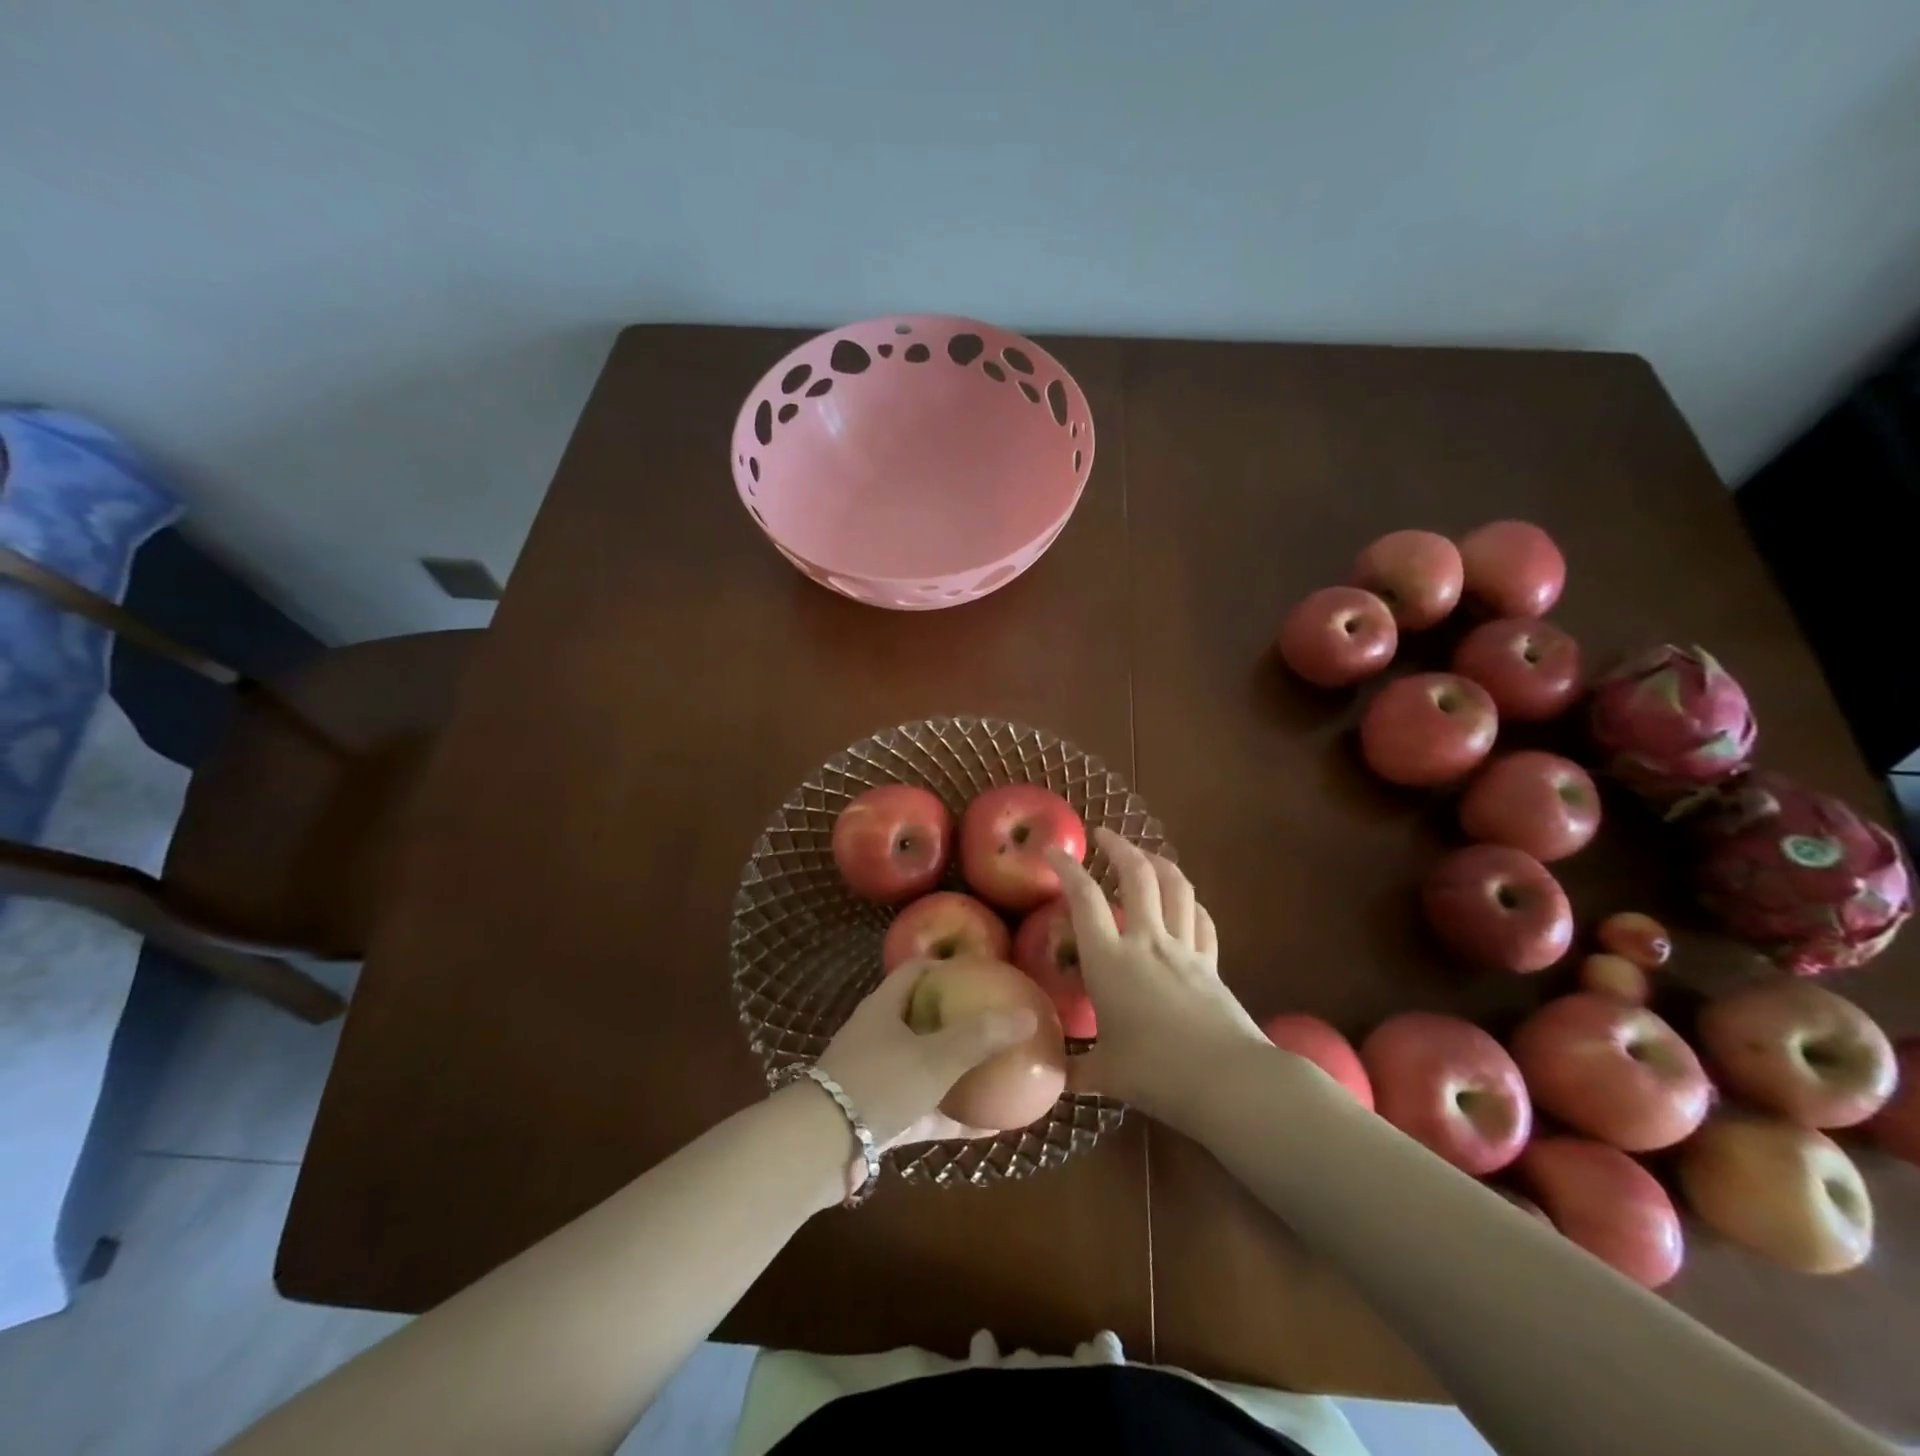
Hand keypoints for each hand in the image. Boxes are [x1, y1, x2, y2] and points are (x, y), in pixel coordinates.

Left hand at [815, 962, 1038, 1153]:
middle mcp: (878, 1036)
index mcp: (885, 1007)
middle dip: (958, 1019)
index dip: (948, 967)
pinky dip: (952, 1115)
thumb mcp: (934, 1058)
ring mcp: (876, 1077)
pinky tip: (988, 1127)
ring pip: (924, 1066)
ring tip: (997, 1071)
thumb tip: (1028, 1015)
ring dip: (957, 1070)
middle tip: (995, 1023)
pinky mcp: (879, 1117)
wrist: (819, 1148)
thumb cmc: (878, 1084)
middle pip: (922, 1017)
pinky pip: (924, 1110)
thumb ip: (980, 1037)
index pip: (917, 971)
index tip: (983, 974)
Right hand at [1048, 827, 1265, 1125]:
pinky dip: (1190, 903)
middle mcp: (1147, 942)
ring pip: (1176, 888)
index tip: (1052, 851)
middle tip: (1103, 835)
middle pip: (1137, 876)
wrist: (1228, 1081)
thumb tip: (1053, 1075)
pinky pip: (1202, 921)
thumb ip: (1076, 1069)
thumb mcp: (1106, 1075)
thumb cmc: (1156, 1073)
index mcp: (1110, 960)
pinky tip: (1185, 902)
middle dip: (1119, 847)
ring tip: (1145, 855)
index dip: (1066, 869)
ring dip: (1158, 863)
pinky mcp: (1212, 965)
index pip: (1084, 899)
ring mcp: (1184, 950)